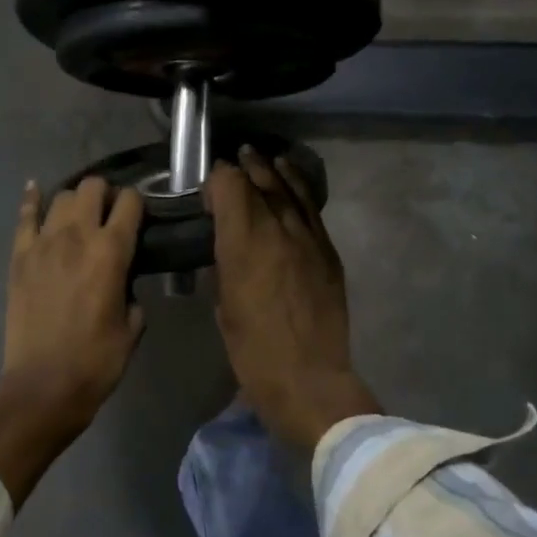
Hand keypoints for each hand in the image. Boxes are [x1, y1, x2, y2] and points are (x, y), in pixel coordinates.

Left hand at [3, 175, 145, 416]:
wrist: (43, 386)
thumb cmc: (96, 361)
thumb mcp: (132, 327)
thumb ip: (132, 293)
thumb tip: (124, 282)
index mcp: (111, 251)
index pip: (129, 202)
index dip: (137, 203)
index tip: (138, 215)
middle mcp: (77, 236)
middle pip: (92, 187)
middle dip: (105, 194)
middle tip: (109, 214)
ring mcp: (43, 244)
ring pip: (61, 197)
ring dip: (75, 201)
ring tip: (79, 216)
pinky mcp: (19, 257)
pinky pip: (24, 216)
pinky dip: (32, 200)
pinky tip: (35, 190)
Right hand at [207, 147, 378, 450]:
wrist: (309, 378)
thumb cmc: (253, 350)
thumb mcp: (224, 304)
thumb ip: (226, 263)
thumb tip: (227, 242)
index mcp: (245, 243)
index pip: (231, 185)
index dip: (217, 179)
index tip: (208, 190)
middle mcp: (278, 229)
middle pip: (261, 181)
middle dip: (245, 167)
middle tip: (235, 158)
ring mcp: (309, 237)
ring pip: (290, 189)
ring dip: (274, 172)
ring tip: (264, 159)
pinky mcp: (328, 251)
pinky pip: (311, 209)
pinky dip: (298, 190)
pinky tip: (291, 183)